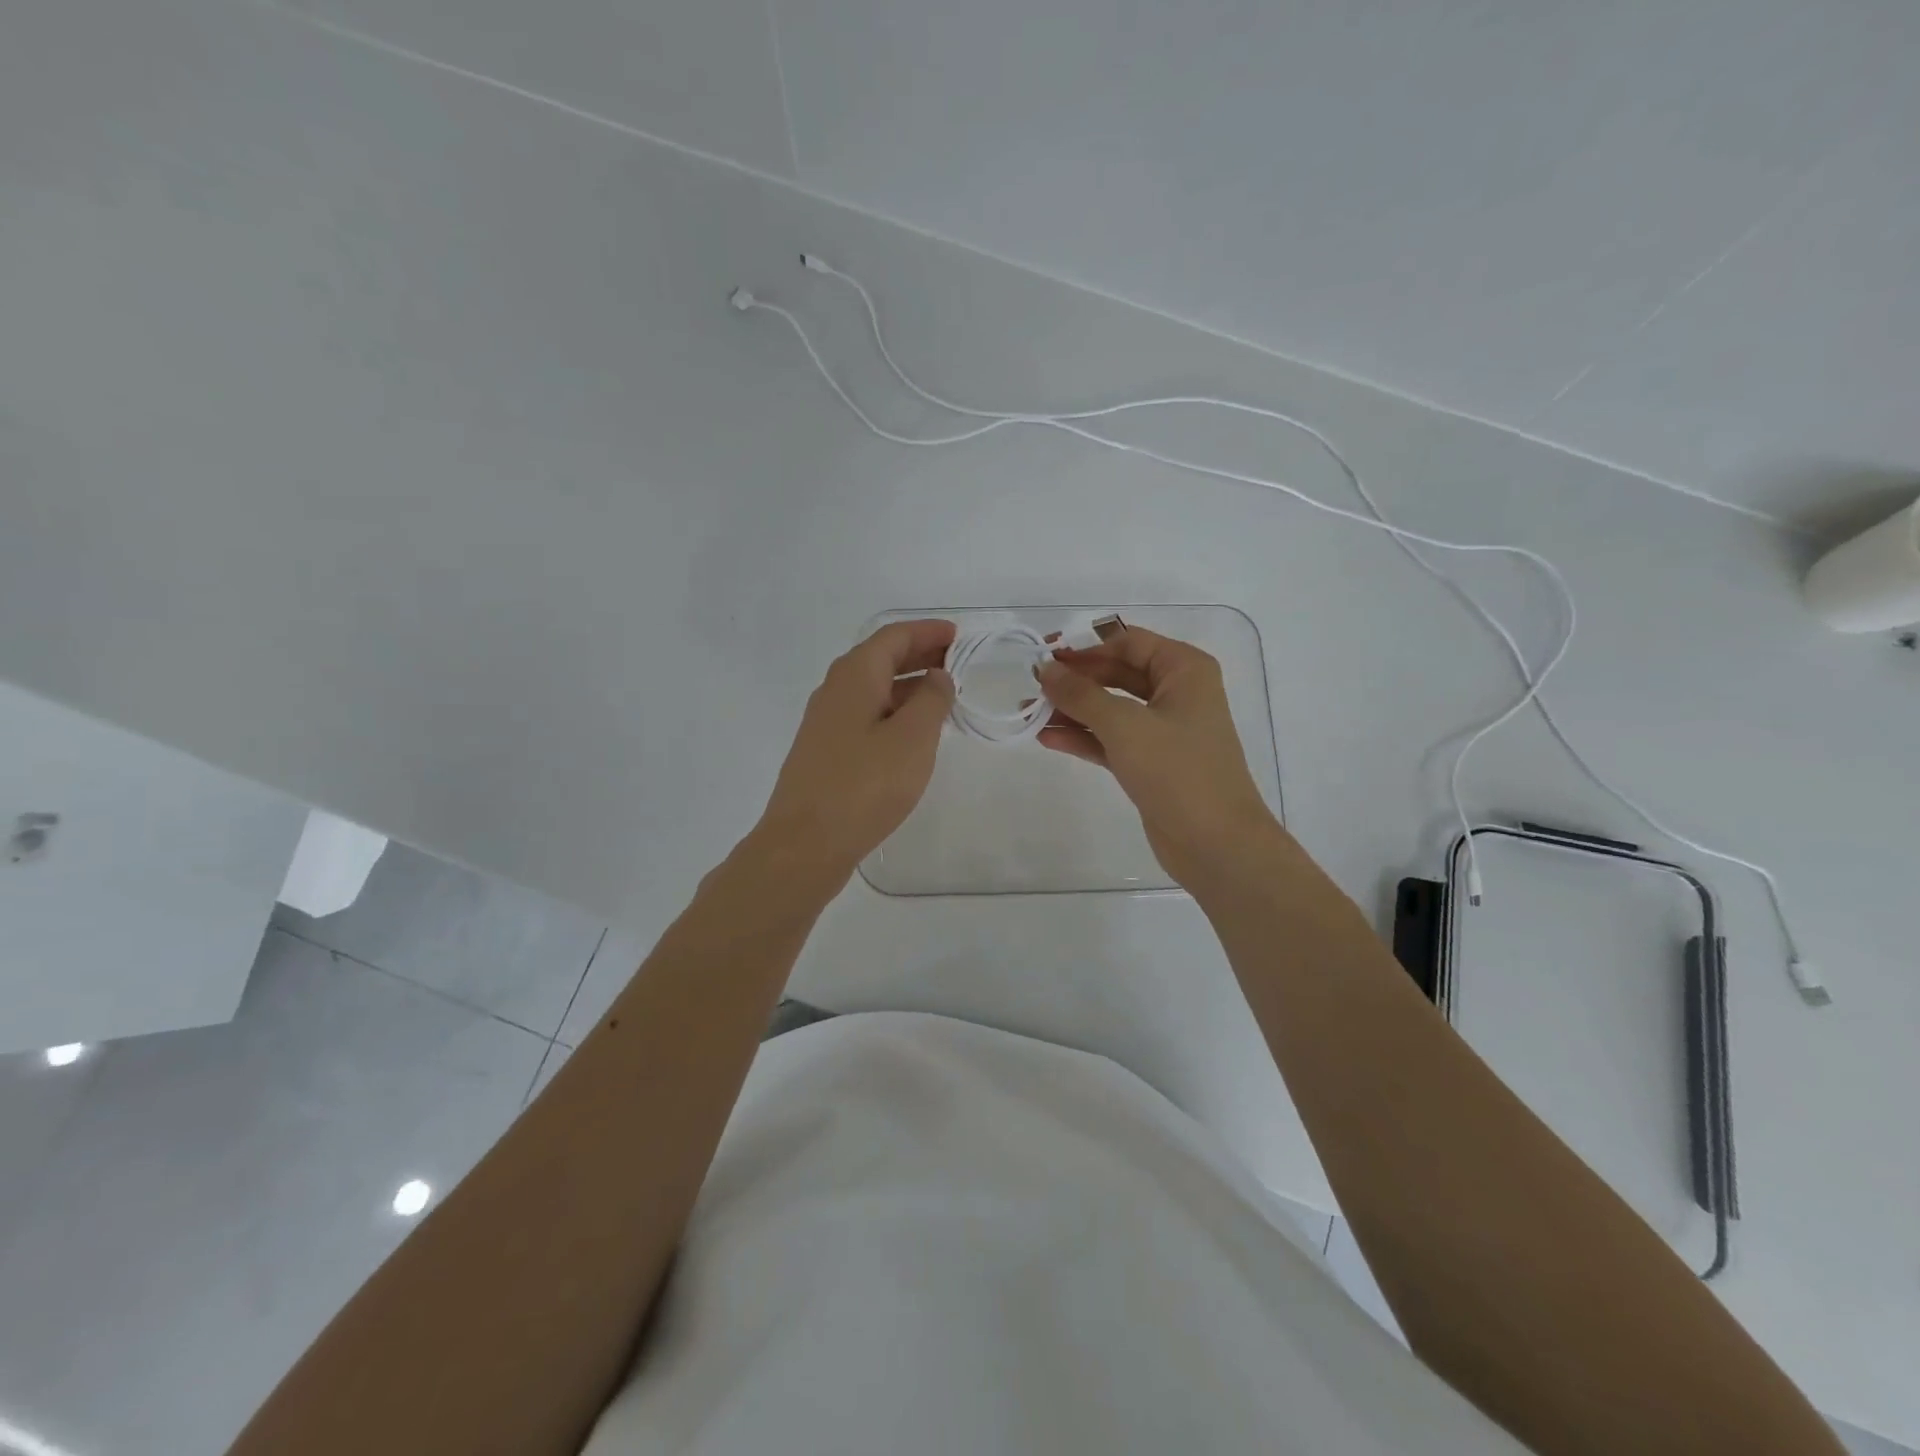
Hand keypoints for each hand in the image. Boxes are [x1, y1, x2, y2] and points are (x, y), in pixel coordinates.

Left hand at [754, 619, 956, 886]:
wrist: (805, 843)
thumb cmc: (865, 785)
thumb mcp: (913, 738)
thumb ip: (932, 700)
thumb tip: (937, 677)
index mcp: (855, 676)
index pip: (894, 636)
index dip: (927, 631)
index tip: (958, 636)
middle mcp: (835, 690)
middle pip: (880, 659)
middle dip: (919, 655)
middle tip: (956, 663)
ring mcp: (825, 723)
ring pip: (872, 689)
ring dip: (907, 686)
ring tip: (942, 698)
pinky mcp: (824, 752)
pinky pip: (865, 716)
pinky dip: (893, 712)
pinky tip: (911, 735)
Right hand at [1037, 627, 1280, 888]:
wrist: (1216, 844)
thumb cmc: (1178, 772)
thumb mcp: (1125, 726)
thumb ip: (1081, 695)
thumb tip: (1044, 669)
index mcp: (1184, 670)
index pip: (1127, 643)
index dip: (1085, 648)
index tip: (1045, 658)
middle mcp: (1177, 693)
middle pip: (1117, 674)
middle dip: (1075, 681)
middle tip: (1032, 687)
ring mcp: (1164, 730)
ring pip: (1111, 709)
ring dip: (1073, 710)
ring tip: (1030, 713)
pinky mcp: (1151, 763)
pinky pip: (1111, 740)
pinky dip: (1083, 738)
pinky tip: (1048, 738)